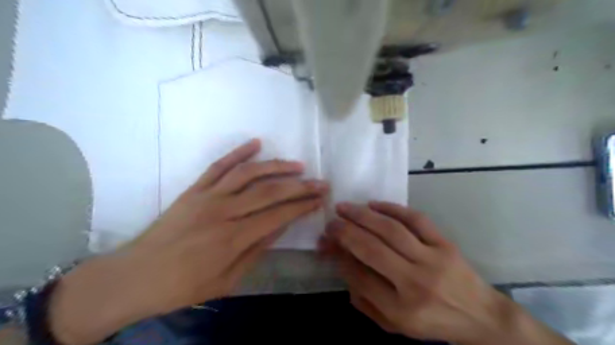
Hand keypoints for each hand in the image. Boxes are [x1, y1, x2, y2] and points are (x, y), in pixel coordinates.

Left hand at [50, 138, 328, 344]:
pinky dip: (238, 152)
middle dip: (300, 186)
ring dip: (276, 166)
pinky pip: (218, 165)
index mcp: (233, 238)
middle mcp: (223, 212)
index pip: (278, 215)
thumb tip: (281, 226)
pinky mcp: (194, 189)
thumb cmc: (184, 285)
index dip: (302, 206)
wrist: (136, 275)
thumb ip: (257, 250)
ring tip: (297, 165)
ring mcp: (207, 196)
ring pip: (248, 173)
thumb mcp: (228, 280)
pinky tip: (256, 143)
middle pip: (269, 192)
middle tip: (320, 182)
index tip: (319, 199)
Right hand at [323, 202, 571, 344]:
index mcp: (401, 310)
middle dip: (345, 232)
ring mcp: (432, 260)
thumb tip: (343, 266)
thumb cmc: (433, 323)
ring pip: (391, 230)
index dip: (340, 257)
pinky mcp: (444, 244)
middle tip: (330, 222)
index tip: (329, 244)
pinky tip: (373, 204)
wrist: (481, 317)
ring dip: (362, 215)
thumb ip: (365, 301)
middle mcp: (415, 283)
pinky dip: (392, 208)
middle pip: (372, 249)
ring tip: (344, 207)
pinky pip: (416, 219)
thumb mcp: (395, 325)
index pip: (360, 277)